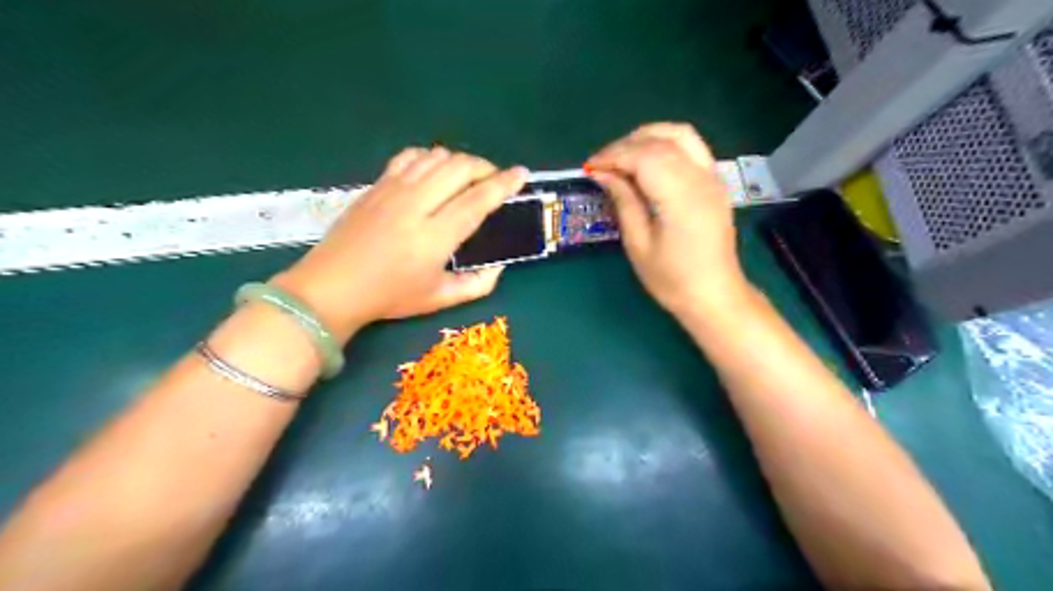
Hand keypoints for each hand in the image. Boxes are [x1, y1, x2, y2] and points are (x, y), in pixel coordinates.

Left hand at [270, 149, 527, 341]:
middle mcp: (415, 206)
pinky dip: (430, 158)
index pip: (477, 200)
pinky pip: (409, 157)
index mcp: (434, 237)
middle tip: (494, 180)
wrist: (331, 287)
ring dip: (459, 162)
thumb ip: (477, 285)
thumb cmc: (388, 297)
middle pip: (459, 168)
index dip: (503, 184)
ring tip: (467, 178)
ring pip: (435, 157)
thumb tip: (499, 267)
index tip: (522, 174)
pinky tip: (434, 171)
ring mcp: (392, 190)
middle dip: (485, 167)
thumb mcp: (439, 299)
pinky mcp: (376, 185)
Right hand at [588, 123, 752, 318]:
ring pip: (680, 134)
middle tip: (602, 164)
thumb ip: (623, 201)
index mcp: (681, 197)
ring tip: (624, 157)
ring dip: (648, 137)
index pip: (644, 156)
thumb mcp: (639, 244)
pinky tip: (649, 162)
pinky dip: (665, 144)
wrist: (714, 295)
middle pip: (661, 140)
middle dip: (626, 145)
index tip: (590, 168)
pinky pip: (691, 146)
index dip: (613, 156)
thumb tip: (602, 174)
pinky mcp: (715, 181)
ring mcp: (713, 177)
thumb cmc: (672, 279)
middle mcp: (701, 178)